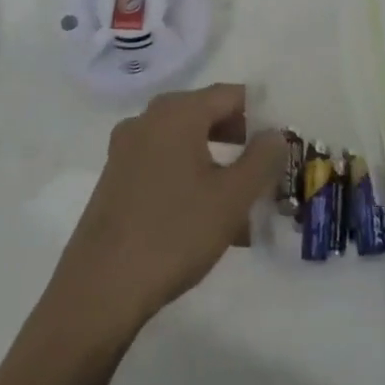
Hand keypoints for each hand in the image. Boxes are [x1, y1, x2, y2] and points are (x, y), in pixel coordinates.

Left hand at [51, 84, 288, 336]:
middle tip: (267, 167)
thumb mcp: (232, 197)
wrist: (100, 289)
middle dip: (240, 139)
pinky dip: (190, 180)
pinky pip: (163, 166)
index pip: (230, 95)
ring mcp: (126, 150)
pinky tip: (209, 219)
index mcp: (177, 113)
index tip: (283, 139)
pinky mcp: (115, 180)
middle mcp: (147, 120)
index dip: (261, 113)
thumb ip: (262, 158)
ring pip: (185, 144)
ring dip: (217, 164)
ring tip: (244, 201)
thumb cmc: (174, 233)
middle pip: (205, 115)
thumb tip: (275, 133)